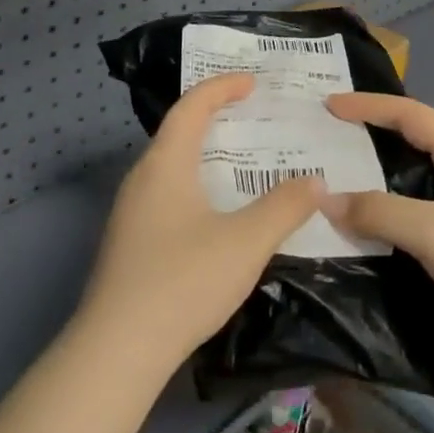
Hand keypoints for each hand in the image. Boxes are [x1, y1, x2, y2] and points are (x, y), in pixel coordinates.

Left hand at [77, 73, 325, 370]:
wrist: (117, 350)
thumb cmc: (183, 281)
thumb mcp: (246, 242)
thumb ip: (284, 207)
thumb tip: (316, 181)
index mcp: (165, 164)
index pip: (192, 106)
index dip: (222, 88)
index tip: (253, 82)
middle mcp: (142, 178)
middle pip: (178, 131)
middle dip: (214, 116)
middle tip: (252, 115)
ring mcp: (130, 212)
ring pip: (171, 165)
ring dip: (204, 153)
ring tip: (241, 160)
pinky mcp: (129, 242)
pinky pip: (167, 192)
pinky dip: (195, 183)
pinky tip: (216, 211)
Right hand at [321, 93, 433, 381]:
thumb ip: (378, 212)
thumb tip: (326, 198)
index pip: (410, 115)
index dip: (368, 106)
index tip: (328, 105)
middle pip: (413, 147)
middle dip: (372, 141)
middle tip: (328, 144)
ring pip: (416, 190)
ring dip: (379, 188)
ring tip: (338, 190)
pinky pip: (422, 227)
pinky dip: (393, 226)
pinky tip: (369, 240)